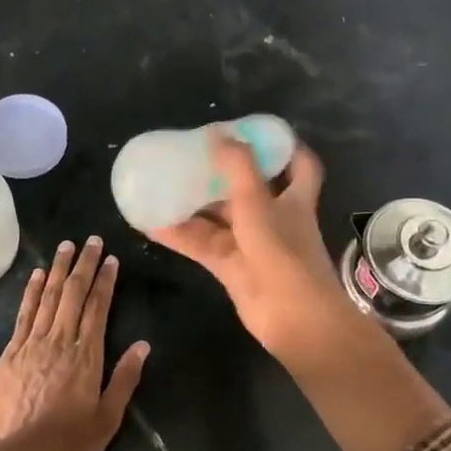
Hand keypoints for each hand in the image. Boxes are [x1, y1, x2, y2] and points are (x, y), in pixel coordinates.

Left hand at [0, 236, 149, 450]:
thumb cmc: (66, 447)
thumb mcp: (106, 420)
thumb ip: (124, 379)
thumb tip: (143, 345)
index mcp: (86, 357)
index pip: (98, 308)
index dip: (105, 281)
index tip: (111, 258)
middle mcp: (59, 342)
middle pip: (73, 295)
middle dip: (84, 265)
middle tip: (91, 240)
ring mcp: (31, 345)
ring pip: (48, 298)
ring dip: (59, 270)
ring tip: (66, 246)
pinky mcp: (10, 354)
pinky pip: (24, 314)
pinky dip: (32, 292)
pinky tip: (37, 276)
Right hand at [148, 132, 358, 361]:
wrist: (293, 318)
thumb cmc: (283, 253)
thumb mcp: (258, 202)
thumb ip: (237, 166)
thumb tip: (216, 132)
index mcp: (294, 198)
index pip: (299, 165)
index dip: (284, 147)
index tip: (258, 132)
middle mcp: (275, 218)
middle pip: (249, 189)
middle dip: (224, 173)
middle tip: (194, 155)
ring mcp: (252, 244)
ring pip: (220, 218)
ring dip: (195, 204)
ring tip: (164, 184)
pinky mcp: (232, 268)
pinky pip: (202, 245)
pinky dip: (180, 235)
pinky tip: (151, 224)